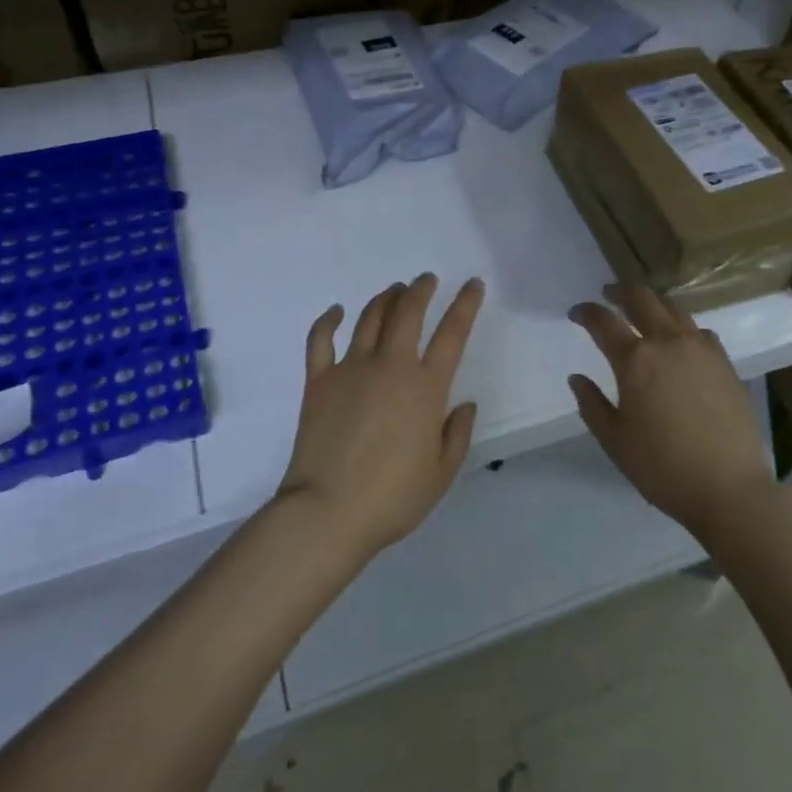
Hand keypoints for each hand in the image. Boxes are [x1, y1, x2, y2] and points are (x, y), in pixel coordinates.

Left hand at [277, 274, 485, 562]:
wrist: (328, 511)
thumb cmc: (392, 497)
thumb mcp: (441, 473)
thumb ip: (458, 434)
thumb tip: (465, 404)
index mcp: (426, 388)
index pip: (453, 333)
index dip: (466, 304)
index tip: (472, 284)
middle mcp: (391, 367)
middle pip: (408, 312)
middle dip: (420, 289)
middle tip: (426, 280)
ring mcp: (351, 369)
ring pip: (370, 317)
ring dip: (386, 298)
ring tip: (394, 290)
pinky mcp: (319, 380)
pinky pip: (321, 339)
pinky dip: (329, 320)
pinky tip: (337, 311)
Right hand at [567, 284, 774, 541]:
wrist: (729, 489)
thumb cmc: (663, 468)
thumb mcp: (615, 441)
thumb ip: (592, 404)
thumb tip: (577, 378)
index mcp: (636, 360)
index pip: (603, 321)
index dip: (586, 312)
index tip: (575, 312)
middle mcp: (668, 343)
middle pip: (641, 299)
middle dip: (620, 291)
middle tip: (607, 293)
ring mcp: (701, 349)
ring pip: (674, 308)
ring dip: (652, 303)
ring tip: (642, 309)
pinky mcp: (725, 363)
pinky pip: (700, 331)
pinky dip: (683, 326)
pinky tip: (680, 340)